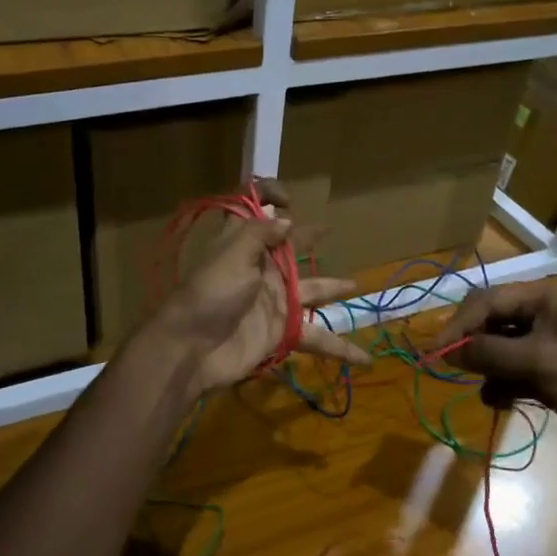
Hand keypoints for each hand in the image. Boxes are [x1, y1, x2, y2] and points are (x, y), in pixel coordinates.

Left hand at [145, 181, 369, 396]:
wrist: (192, 349)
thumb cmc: (211, 293)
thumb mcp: (233, 254)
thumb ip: (261, 234)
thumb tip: (286, 220)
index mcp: (245, 245)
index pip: (255, 212)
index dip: (268, 198)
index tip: (289, 201)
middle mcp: (262, 270)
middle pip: (290, 249)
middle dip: (307, 237)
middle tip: (329, 230)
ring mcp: (275, 303)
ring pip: (311, 291)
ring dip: (332, 289)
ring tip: (355, 285)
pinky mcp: (283, 333)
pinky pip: (318, 338)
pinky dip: (341, 349)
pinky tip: (365, 357)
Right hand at [438, 281, 556, 459]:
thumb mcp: (538, 362)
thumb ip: (489, 353)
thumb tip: (447, 352)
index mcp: (542, 299)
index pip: (486, 302)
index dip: (459, 325)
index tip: (436, 352)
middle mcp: (540, 315)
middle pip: (488, 322)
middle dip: (470, 345)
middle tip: (449, 366)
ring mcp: (543, 345)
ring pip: (496, 349)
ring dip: (486, 369)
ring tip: (486, 388)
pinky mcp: (545, 372)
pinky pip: (509, 371)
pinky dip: (501, 385)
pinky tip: (502, 401)